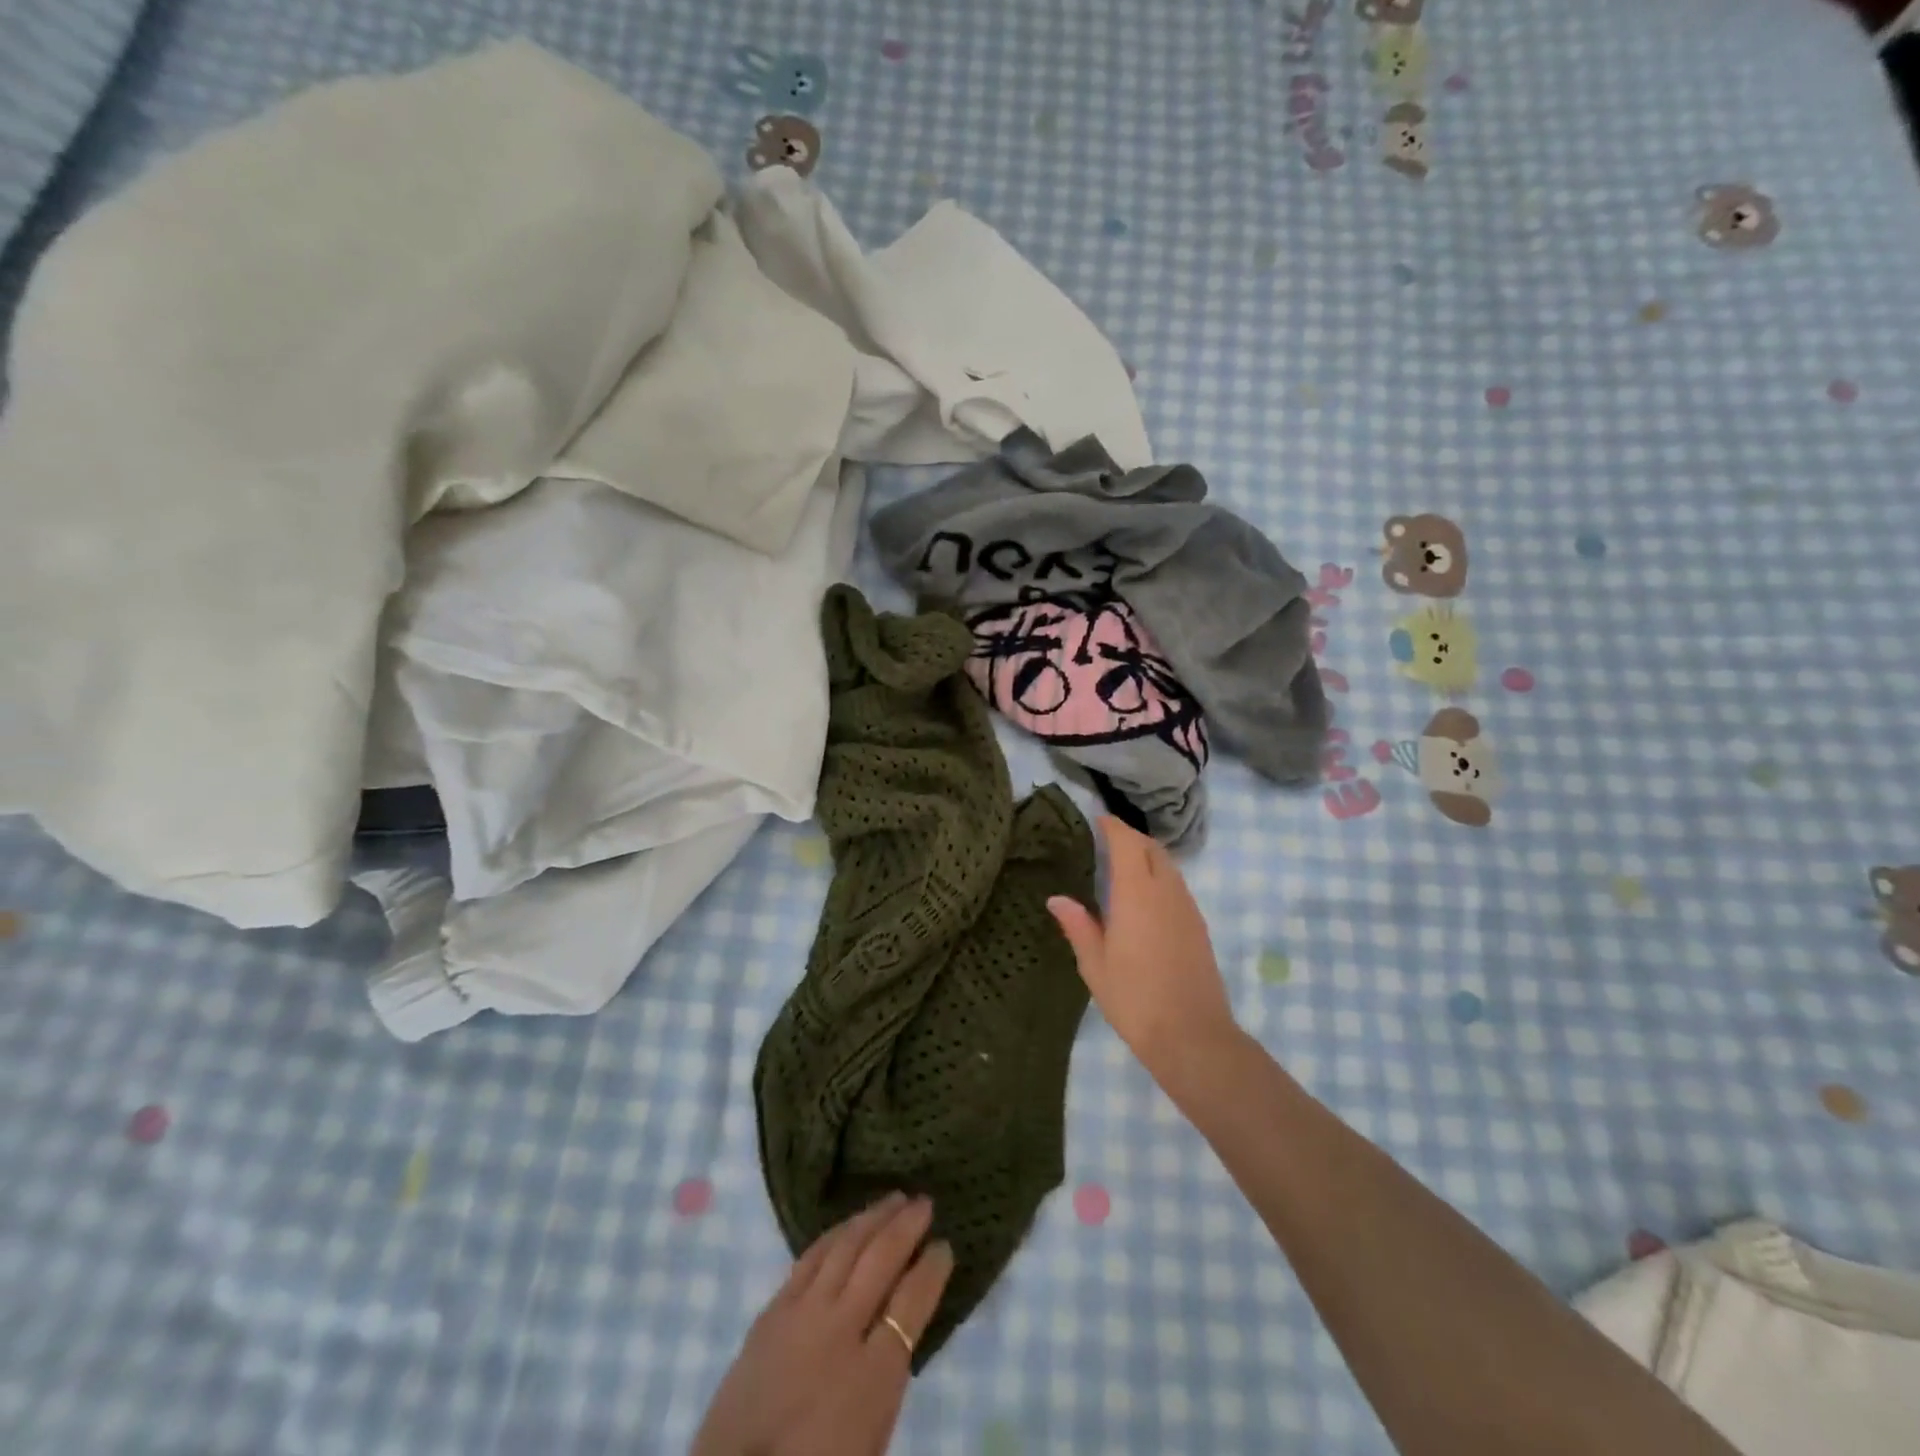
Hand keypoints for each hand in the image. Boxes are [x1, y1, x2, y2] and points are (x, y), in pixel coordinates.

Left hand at [692, 1194, 953, 1455]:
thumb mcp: (872, 1433)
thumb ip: (889, 1372)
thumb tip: (901, 1324)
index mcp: (874, 1373)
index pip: (913, 1301)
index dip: (933, 1268)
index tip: (945, 1246)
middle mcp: (841, 1329)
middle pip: (880, 1260)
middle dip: (907, 1226)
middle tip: (925, 1203)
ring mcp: (803, 1312)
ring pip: (845, 1247)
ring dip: (873, 1217)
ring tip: (892, 1199)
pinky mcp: (773, 1309)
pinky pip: (810, 1257)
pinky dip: (835, 1234)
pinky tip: (847, 1224)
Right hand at [1047, 817, 1240, 1090]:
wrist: (1193, 1036)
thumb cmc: (1135, 999)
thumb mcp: (1095, 965)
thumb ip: (1078, 926)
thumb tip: (1057, 899)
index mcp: (1137, 894)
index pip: (1128, 843)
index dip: (1114, 827)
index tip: (1098, 819)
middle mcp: (1166, 891)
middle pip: (1152, 848)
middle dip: (1131, 837)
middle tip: (1107, 840)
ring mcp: (1187, 908)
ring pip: (1169, 866)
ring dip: (1148, 856)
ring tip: (1124, 866)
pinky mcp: (1199, 926)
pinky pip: (1178, 886)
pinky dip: (1161, 877)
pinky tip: (1146, 898)